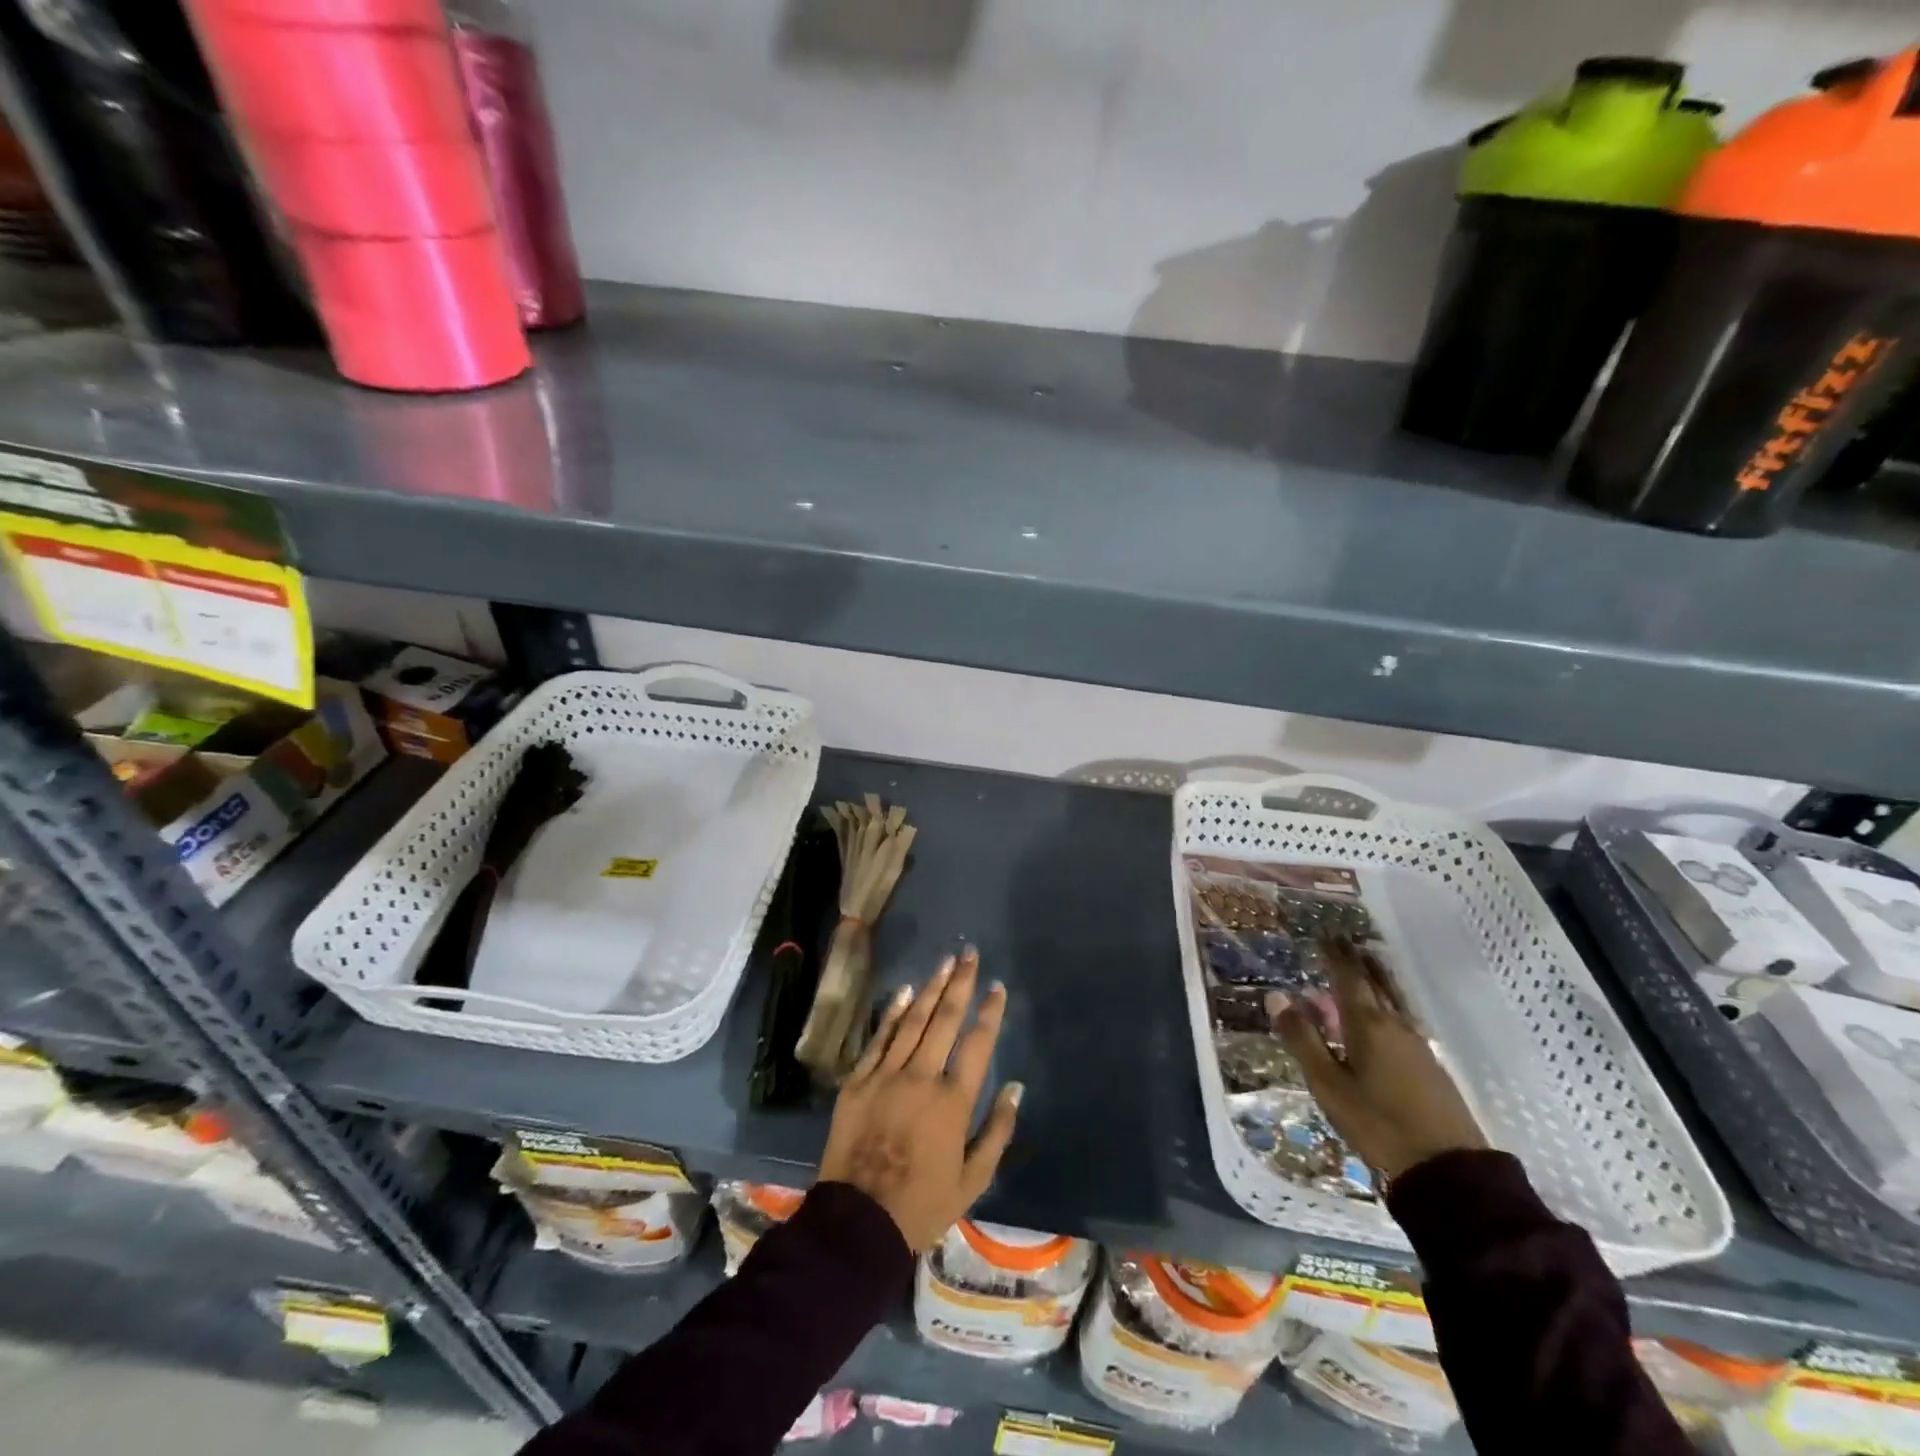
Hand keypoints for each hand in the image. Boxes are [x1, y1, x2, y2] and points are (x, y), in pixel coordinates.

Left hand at [817, 949, 1022, 1251]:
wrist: (858, 1222)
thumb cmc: (923, 1204)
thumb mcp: (973, 1179)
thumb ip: (998, 1131)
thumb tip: (1015, 1088)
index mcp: (952, 1102)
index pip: (977, 1044)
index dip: (990, 1012)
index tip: (997, 987)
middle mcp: (921, 1077)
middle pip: (944, 1020)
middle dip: (959, 983)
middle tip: (969, 954)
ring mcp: (886, 1075)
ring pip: (913, 1021)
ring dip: (930, 989)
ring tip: (944, 962)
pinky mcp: (858, 1081)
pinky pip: (879, 1039)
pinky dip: (893, 1014)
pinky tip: (905, 992)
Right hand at [1271, 938, 1484, 1184]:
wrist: (1448, 1170)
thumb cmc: (1377, 1123)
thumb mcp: (1328, 1084)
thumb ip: (1302, 1039)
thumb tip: (1276, 995)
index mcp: (1367, 1024)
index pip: (1349, 977)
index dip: (1335, 955)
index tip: (1324, 934)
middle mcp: (1395, 1025)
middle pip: (1376, 983)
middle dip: (1357, 961)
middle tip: (1342, 943)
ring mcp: (1417, 1045)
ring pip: (1392, 1000)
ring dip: (1375, 980)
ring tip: (1363, 967)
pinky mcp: (1429, 1066)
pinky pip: (1400, 1018)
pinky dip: (1384, 1003)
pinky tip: (1380, 1016)